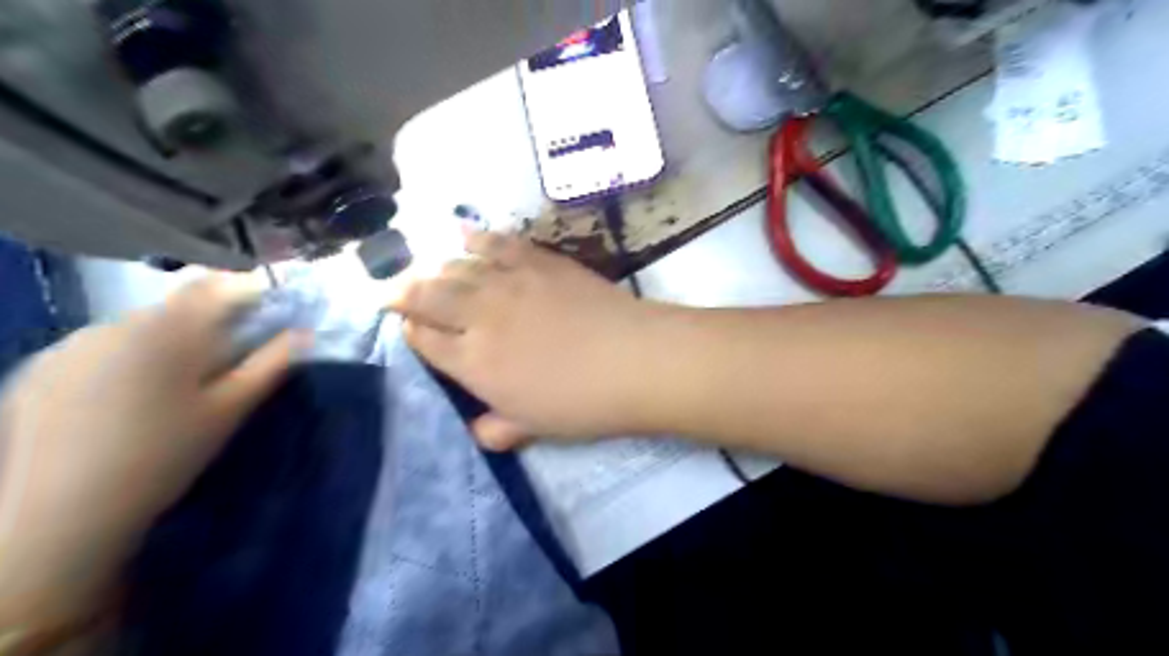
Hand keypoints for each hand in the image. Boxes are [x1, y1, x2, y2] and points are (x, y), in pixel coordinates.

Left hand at [0, 275, 295, 625]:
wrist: (60, 514)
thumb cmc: (166, 456)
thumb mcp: (231, 409)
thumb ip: (271, 364)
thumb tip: (305, 333)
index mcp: (168, 329)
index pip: (215, 286)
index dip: (246, 291)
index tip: (268, 312)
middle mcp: (115, 323)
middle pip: (176, 307)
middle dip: (206, 325)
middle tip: (224, 363)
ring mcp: (69, 344)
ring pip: (136, 327)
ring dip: (164, 342)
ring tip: (171, 388)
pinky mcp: (38, 368)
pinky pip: (98, 347)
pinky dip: (122, 359)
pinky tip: (122, 400)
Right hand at [390, 231, 666, 449]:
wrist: (633, 361)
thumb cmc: (583, 403)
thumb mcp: (534, 427)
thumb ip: (498, 430)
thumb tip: (478, 432)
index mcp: (473, 362)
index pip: (425, 341)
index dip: (411, 332)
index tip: (407, 328)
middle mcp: (480, 315)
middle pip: (427, 295)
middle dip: (402, 292)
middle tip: (392, 291)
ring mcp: (509, 282)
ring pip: (456, 266)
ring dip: (434, 267)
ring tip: (426, 269)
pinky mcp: (539, 262)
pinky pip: (499, 243)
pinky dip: (476, 237)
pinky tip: (463, 233)